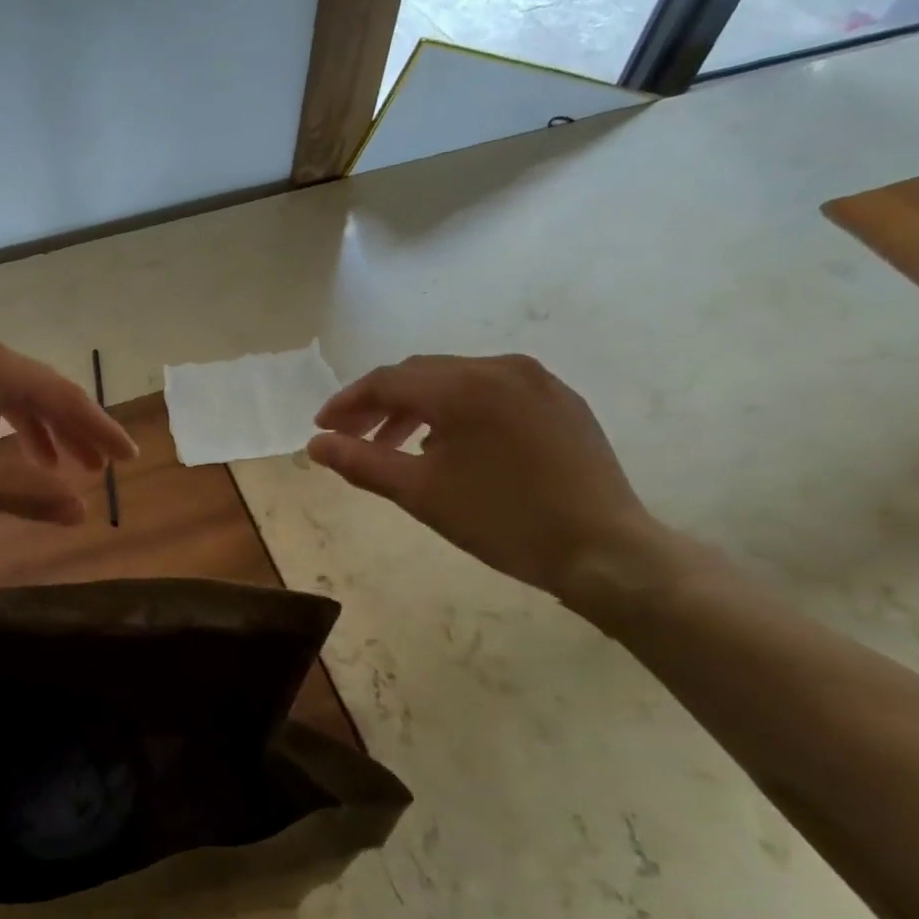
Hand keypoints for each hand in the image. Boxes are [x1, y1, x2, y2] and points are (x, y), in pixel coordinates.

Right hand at [306, 354, 667, 599]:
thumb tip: (315, 445)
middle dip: (380, 403)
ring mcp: (536, 380)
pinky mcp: (560, 400)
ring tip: (398, 446)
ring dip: (418, 407)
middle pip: (421, 374)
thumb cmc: (502, 522)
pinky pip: (492, 391)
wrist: (604, 551)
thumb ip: (360, 462)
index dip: (348, 402)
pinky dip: (458, 410)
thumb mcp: (419, 494)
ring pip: (456, 381)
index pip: (387, 381)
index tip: (323, 429)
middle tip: (353, 437)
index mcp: (463, 386)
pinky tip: (451, 445)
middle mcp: (499, 367)